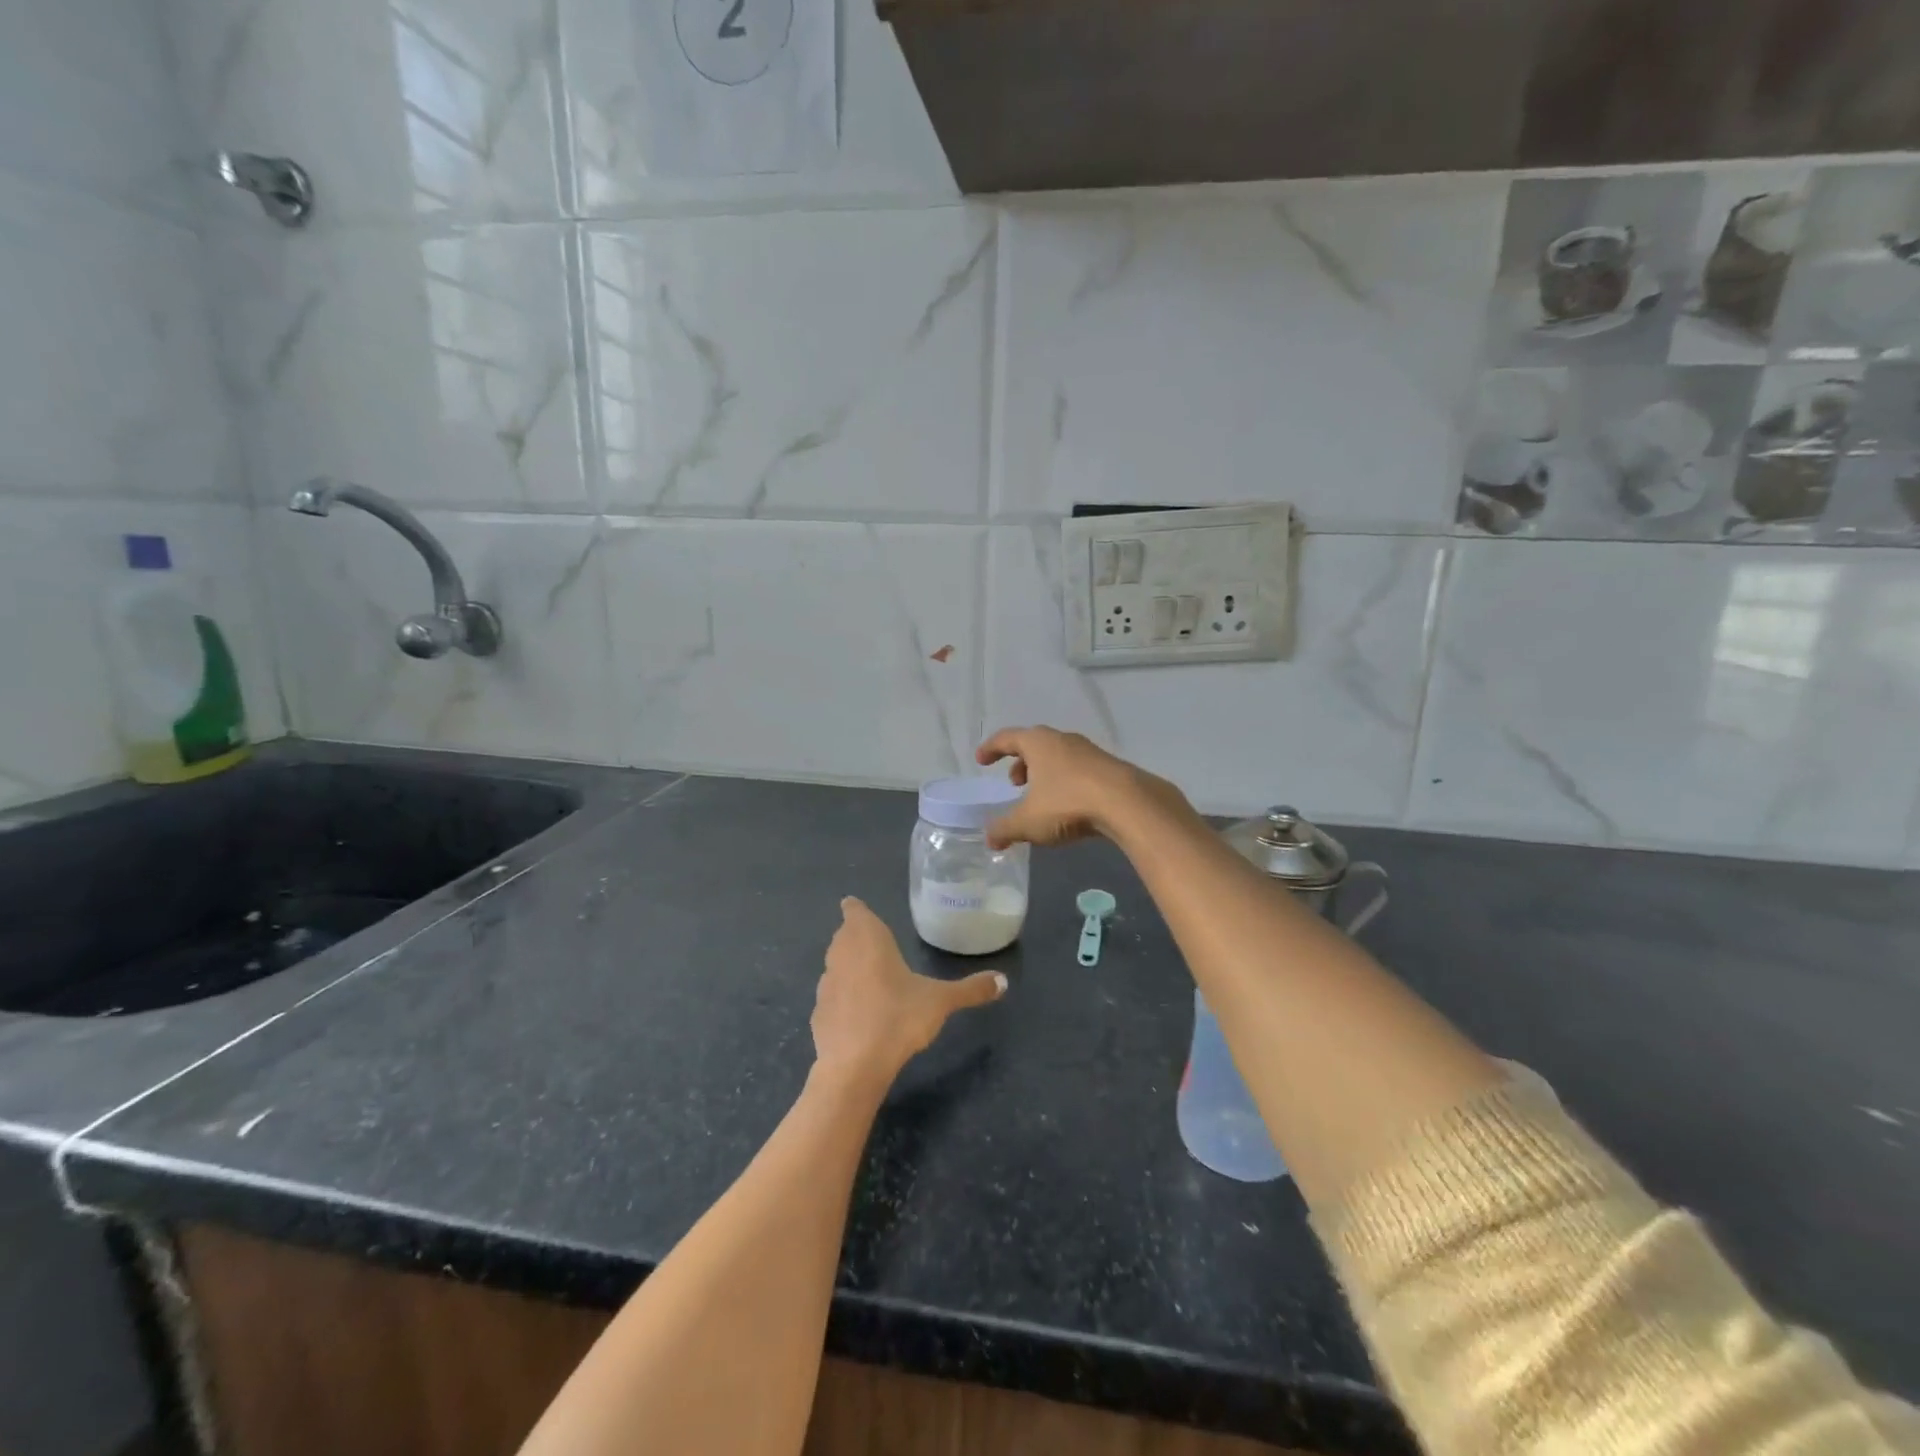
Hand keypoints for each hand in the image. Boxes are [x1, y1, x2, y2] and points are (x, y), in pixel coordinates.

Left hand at [811, 898, 1004, 1091]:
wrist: (854, 1066)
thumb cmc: (898, 1017)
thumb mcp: (940, 1002)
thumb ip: (971, 989)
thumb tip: (1003, 981)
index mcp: (868, 939)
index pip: (855, 911)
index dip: (856, 909)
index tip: (856, 908)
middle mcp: (841, 954)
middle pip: (844, 936)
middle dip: (856, 937)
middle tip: (875, 943)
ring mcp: (825, 984)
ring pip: (835, 964)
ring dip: (848, 966)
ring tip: (869, 976)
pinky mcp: (817, 1013)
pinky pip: (831, 997)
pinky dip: (842, 999)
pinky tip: (858, 1013)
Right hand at [974, 726, 1188, 849]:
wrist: (1128, 804)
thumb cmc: (1068, 803)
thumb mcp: (1028, 821)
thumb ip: (1004, 829)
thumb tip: (989, 839)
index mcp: (1038, 743)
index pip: (1007, 738)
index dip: (991, 748)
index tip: (981, 760)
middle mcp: (1062, 740)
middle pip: (1035, 744)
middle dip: (1020, 762)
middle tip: (1014, 782)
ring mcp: (1089, 751)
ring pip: (1058, 756)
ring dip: (1044, 773)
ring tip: (1040, 796)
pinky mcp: (1109, 768)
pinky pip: (1078, 770)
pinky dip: (1066, 782)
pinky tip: (1068, 804)